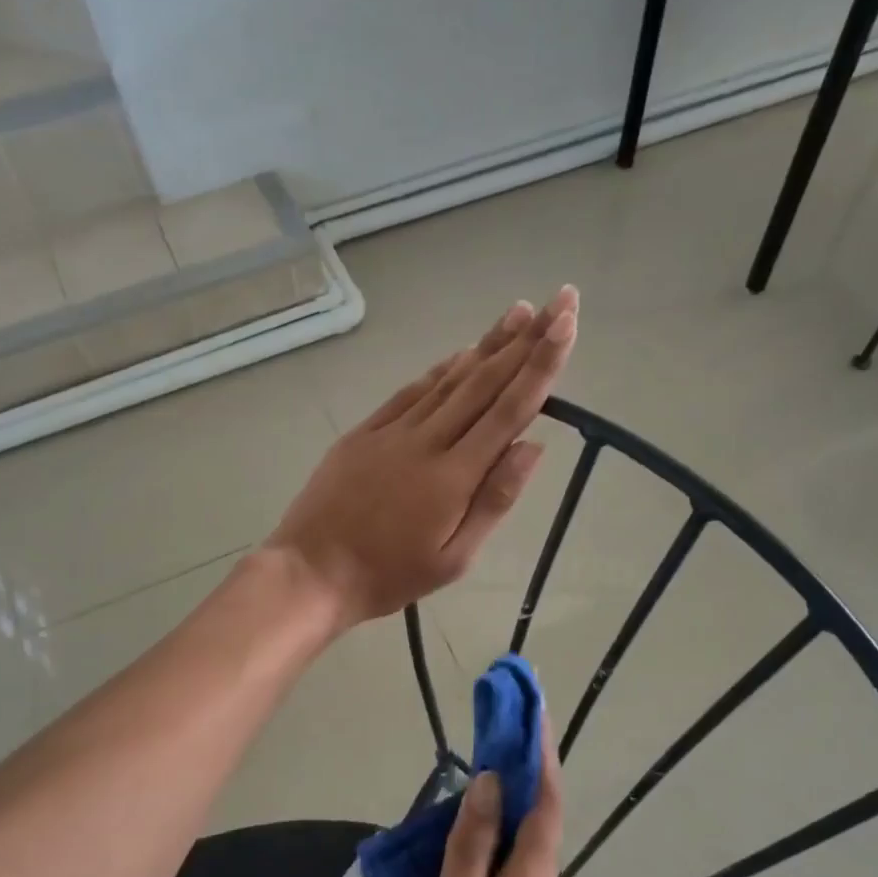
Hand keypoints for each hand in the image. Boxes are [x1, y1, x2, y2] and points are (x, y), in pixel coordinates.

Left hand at [266, 288, 578, 628]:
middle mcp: (427, 441)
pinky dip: (440, 369)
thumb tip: (532, 446)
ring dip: (487, 344)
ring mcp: (392, 431)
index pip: (509, 410)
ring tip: (519, 312)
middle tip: (558, 300)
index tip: (566, 324)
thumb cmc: (389, 576)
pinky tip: (461, 353)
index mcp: (454, 475)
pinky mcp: (365, 432)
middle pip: (484, 382)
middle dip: (525, 340)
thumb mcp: (453, 558)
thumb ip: (494, 500)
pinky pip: (411, 391)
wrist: (311, 571)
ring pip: (449, 379)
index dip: (542, 365)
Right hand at [400, 733, 564, 876]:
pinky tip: (458, 840)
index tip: (531, 704)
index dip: (539, 749)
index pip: (544, 800)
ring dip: (505, 798)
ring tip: (473, 766)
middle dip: (522, 764)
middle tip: (495, 723)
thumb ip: (471, 852)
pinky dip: (490, 837)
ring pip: (520, 844)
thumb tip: (491, 784)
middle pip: (537, 816)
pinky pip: (505, 870)